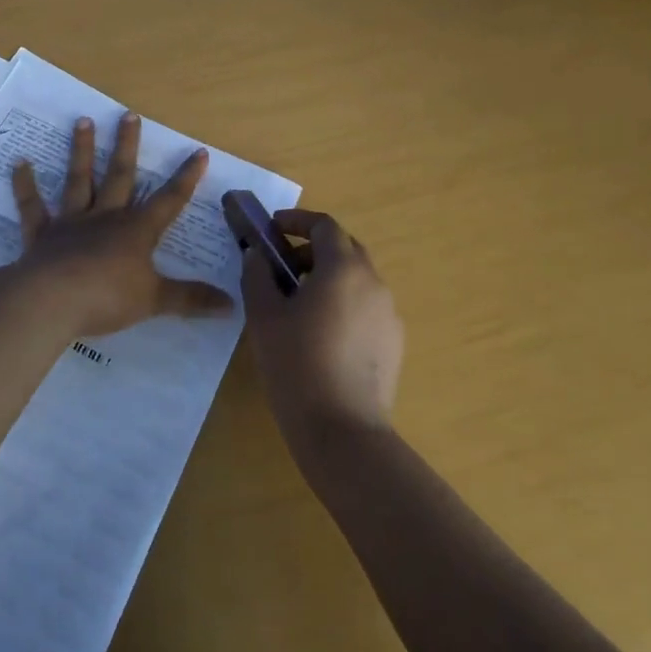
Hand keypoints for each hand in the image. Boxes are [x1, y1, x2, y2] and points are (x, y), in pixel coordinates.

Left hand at [10, 112, 233, 338]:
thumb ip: (191, 300)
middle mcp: (105, 217)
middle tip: (128, 115)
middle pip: (120, 176)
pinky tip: (19, 163)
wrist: (51, 301)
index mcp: (136, 231)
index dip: (186, 178)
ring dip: (81, 151)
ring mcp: (71, 223)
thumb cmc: (107, 298)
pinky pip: (33, 206)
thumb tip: (232, 306)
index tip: (198, 151)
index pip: (169, 201)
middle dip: (127, 147)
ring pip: (78, 180)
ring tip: (82, 121)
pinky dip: (25, 185)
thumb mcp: (156, 301)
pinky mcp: (41, 234)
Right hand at [240, 208, 404, 456]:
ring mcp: (388, 313)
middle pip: (344, 249)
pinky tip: (322, 335)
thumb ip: (257, 276)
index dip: (297, 221)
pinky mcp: (393, 342)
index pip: (324, 226)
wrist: (342, 431)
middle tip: (282, 267)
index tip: (273, 228)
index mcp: (343, 269)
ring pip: (357, 279)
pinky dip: (343, 304)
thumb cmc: (296, 365)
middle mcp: (373, 282)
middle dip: (312, 250)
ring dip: (328, 278)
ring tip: (298, 305)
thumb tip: (257, 255)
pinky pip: (366, 307)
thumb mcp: (264, 317)